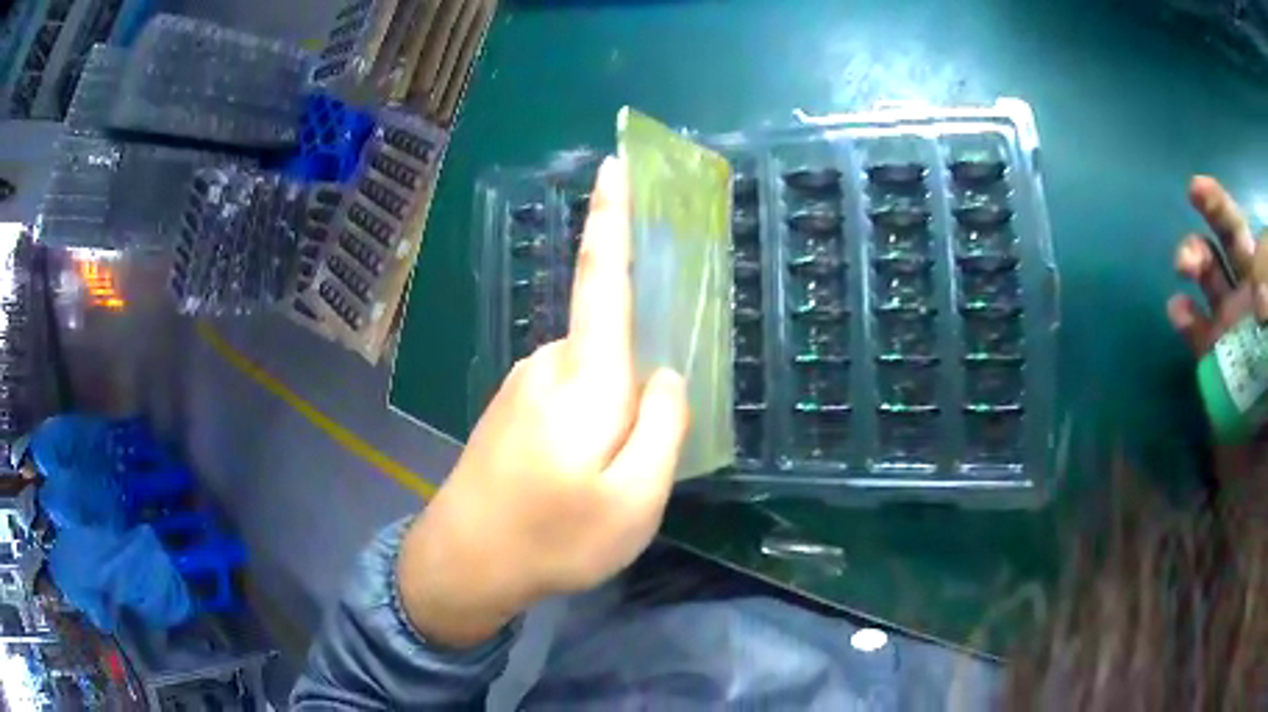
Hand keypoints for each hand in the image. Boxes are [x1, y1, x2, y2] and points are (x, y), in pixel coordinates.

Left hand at [397, 156, 689, 647]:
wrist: (465, 563)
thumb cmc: (555, 537)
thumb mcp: (635, 501)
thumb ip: (663, 428)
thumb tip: (665, 376)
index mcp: (585, 378)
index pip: (601, 278)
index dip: (610, 219)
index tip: (613, 167)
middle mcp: (548, 365)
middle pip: (611, 342)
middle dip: (637, 384)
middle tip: (636, 464)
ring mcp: (522, 386)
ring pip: (593, 378)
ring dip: (612, 417)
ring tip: (602, 485)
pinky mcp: (511, 409)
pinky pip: (569, 397)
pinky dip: (588, 426)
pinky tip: (575, 478)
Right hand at [1168, 176, 1267, 484]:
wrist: (1258, 495)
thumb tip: (1259, 304)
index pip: (1264, 245)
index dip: (1262, 251)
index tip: (1261, 296)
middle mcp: (1256, 302)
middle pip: (1236, 239)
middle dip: (1215, 212)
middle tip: (1196, 193)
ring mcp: (1235, 331)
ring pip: (1212, 274)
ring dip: (1195, 256)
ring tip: (1184, 264)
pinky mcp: (1214, 364)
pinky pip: (1196, 330)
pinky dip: (1184, 315)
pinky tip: (1178, 311)